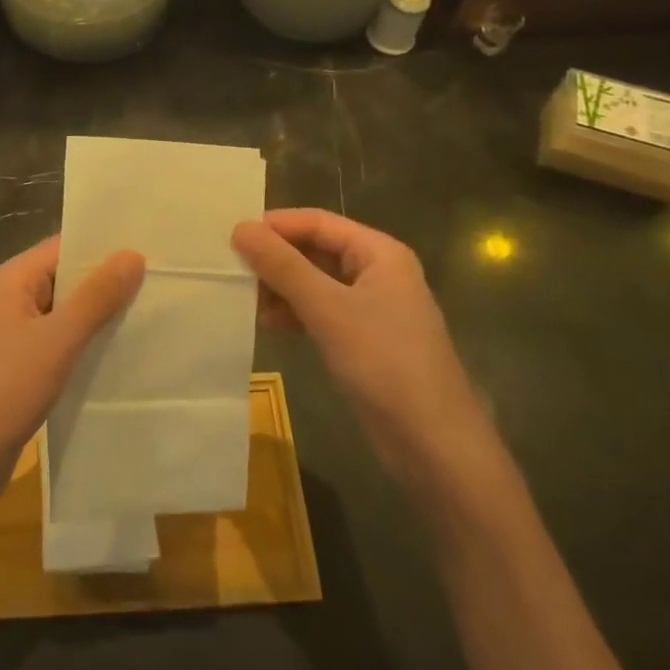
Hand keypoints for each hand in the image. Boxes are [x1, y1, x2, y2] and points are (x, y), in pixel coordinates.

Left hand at [0, 237, 141, 513]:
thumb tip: (133, 254)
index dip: (105, 247)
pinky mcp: (23, 364)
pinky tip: (121, 351)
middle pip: (67, 276)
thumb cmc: (5, 390)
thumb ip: (96, 297)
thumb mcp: (57, 340)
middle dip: (108, 280)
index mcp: (14, 279)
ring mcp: (16, 332)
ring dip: (101, 313)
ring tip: (151, 312)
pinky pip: (62, 339)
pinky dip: (88, 341)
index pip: (65, 246)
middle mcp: (13, 297)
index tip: (150, 248)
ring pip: (67, 310)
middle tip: (161, 280)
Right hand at [233, 210, 479, 471]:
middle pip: (317, 250)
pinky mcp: (366, 341)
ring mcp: (374, 309)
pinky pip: (324, 312)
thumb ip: (282, 266)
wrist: (435, 447)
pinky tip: (269, 324)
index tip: (234, 236)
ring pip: (317, 283)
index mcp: (380, 253)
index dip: (276, 225)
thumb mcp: (327, 308)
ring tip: (246, 299)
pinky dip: (297, 313)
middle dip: (277, 259)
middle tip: (234, 268)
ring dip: (283, 287)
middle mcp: (379, 272)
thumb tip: (240, 227)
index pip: (318, 222)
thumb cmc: (384, 363)